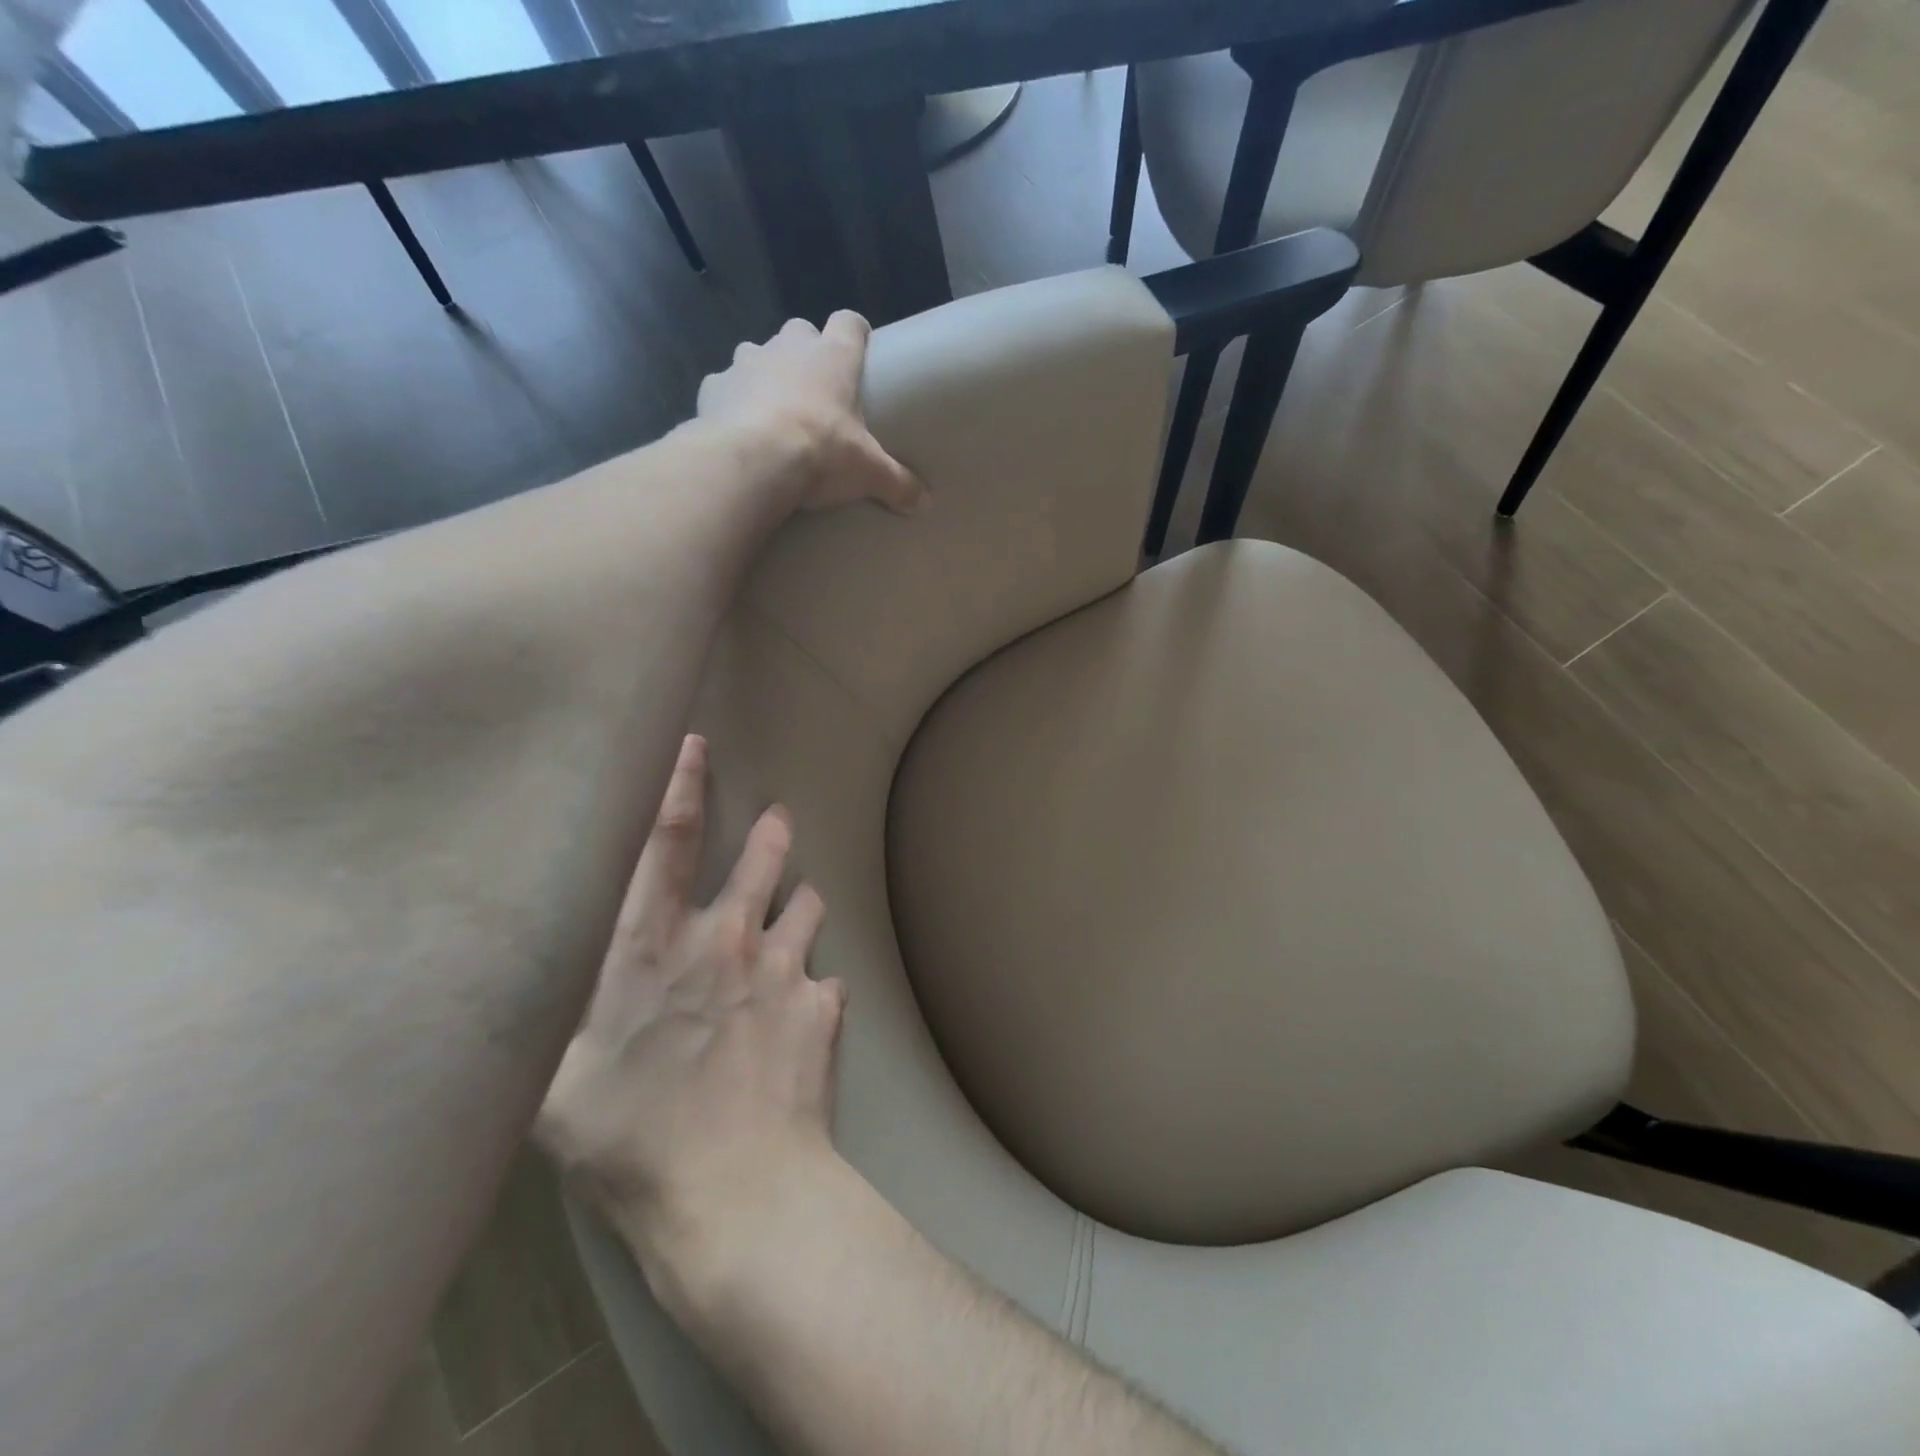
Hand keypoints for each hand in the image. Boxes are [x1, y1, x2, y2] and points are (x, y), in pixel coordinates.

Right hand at [537, 734, 848, 1308]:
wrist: (736, 1190)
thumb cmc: (629, 1141)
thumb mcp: (554, 1083)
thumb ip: (553, 1017)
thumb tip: (529, 979)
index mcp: (655, 947)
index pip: (666, 841)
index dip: (681, 783)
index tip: (696, 743)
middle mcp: (728, 941)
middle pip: (761, 858)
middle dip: (770, 834)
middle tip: (776, 820)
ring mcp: (785, 970)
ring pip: (807, 906)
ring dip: (802, 904)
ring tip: (799, 909)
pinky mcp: (824, 1006)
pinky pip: (826, 981)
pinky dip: (816, 986)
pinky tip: (808, 1011)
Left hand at [697, 312, 925, 514]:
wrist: (753, 461)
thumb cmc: (821, 452)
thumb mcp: (869, 473)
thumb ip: (898, 483)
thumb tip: (925, 504)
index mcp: (833, 357)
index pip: (849, 323)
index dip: (855, 334)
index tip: (859, 352)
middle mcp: (789, 347)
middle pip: (800, 332)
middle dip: (805, 355)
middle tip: (814, 392)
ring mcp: (746, 361)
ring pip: (757, 354)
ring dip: (765, 374)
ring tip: (772, 412)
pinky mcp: (713, 385)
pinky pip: (723, 386)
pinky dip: (730, 402)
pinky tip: (736, 429)